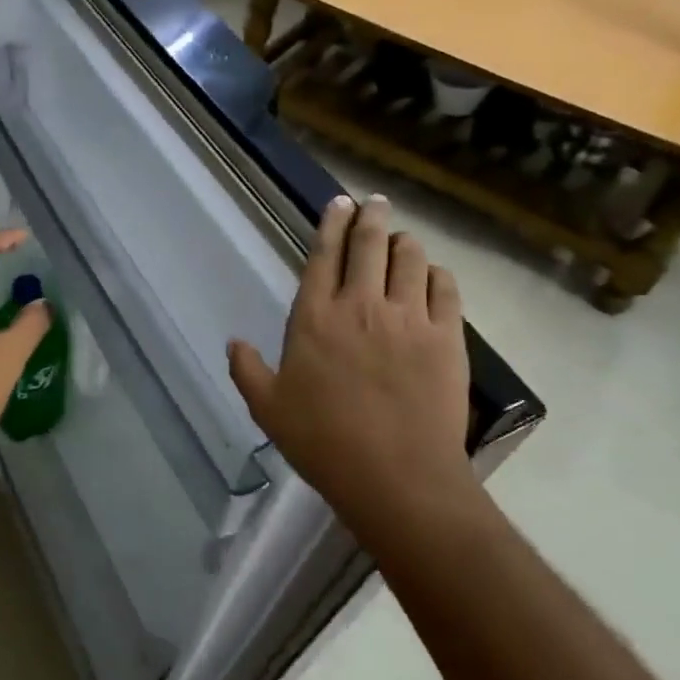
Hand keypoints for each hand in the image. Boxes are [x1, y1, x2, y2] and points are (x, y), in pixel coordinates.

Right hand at [227, 194, 475, 534]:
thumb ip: (246, 370)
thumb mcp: (268, 408)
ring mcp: (409, 319)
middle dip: (369, 216)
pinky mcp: (447, 339)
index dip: (331, 223)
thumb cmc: (323, 442)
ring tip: (400, 238)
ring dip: (403, 241)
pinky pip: (446, 289)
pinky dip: (437, 274)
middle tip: (372, 202)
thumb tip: (233, 342)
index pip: (324, 254)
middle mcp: (362, 305)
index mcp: (315, 317)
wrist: (396, 478)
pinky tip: (433, 275)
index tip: (338, 203)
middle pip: (368, 244)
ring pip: (410, 258)